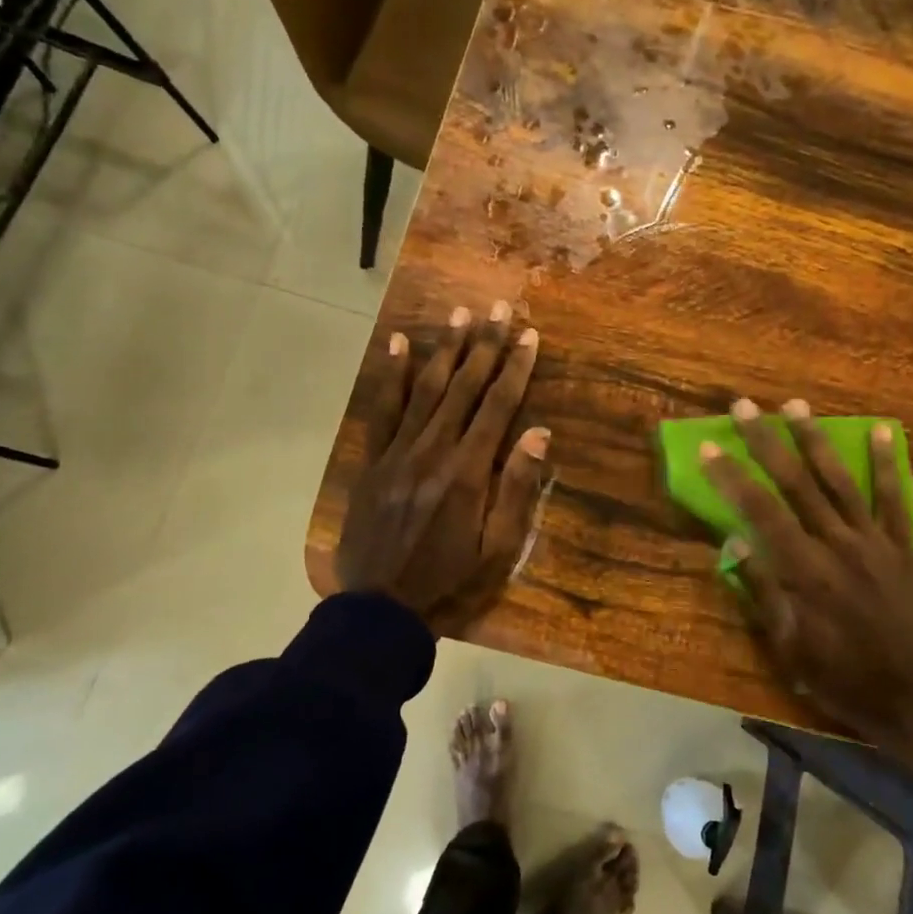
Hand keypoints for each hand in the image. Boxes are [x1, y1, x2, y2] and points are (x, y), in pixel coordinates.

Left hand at [335, 303, 549, 636]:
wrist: (380, 607)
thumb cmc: (449, 580)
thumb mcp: (498, 547)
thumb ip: (517, 488)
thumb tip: (539, 432)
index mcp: (469, 471)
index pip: (499, 406)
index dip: (516, 367)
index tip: (529, 334)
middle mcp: (434, 450)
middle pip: (465, 387)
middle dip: (485, 344)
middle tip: (499, 306)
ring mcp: (398, 451)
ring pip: (426, 389)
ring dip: (445, 349)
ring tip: (460, 313)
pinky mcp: (373, 460)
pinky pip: (383, 409)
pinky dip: (391, 376)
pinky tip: (397, 344)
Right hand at [701, 397, 912, 796]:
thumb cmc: (845, 680)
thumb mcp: (791, 650)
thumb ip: (764, 593)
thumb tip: (734, 544)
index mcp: (805, 571)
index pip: (760, 511)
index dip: (732, 476)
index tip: (710, 446)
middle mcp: (837, 544)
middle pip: (796, 483)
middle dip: (767, 441)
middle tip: (744, 406)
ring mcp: (874, 541)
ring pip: (839, 480)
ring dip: (815, 439)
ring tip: (796, 404)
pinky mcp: (903, 547)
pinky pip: (893, 498)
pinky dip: (886, 463)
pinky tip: (880, 431)